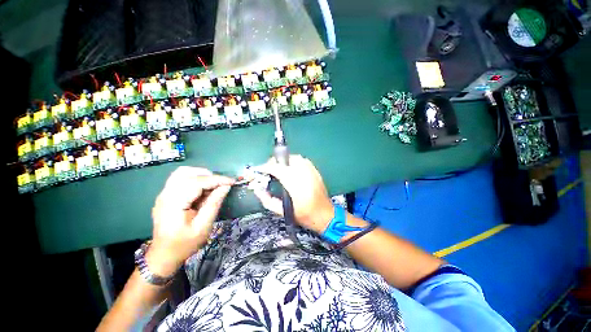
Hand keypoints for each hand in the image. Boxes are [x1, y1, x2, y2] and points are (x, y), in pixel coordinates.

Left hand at [147, 167, 233, 276]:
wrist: (164, 255)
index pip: (196, 182)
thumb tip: (226, 187)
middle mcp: (165, 195)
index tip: (232, 181)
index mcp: (173, 204)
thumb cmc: (184, 244)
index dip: (217, 179)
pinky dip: (195, 179)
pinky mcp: (166, 195)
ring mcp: (164, 194)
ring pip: (183, 173)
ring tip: (213, 186)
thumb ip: (214, 204)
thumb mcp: (203, 227)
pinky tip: (203, 190)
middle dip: (209, 176)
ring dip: (201, 175)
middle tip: (222, 185)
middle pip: (187, 173)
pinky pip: (181, 179)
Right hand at [253, 155, 333, 233]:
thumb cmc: (304, 216)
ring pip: (296, 158)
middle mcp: (304, 175)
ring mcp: (312, 172)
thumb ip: (268, 201)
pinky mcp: (316, 171)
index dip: (266, 167)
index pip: (278, 170)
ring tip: (279, 169)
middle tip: (269, 170)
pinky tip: (292, 169)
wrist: (326, 216)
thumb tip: (257, 190)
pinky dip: (295, 162)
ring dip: (285, 161)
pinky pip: (303, 161)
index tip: (259, 169)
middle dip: (275, 162)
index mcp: (295, 186)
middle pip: (287, 160)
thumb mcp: (283, 212)